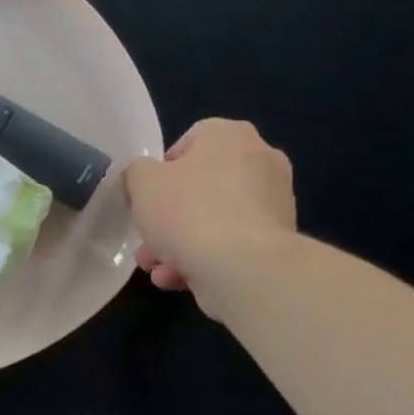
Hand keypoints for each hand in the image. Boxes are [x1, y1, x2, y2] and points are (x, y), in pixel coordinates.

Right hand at [123, 119, 296, 313]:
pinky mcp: (277, 241)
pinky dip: (205, 259)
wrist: (243, 266)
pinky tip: (179, 279)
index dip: (162, 170)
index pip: (190, 141)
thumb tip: (144, 178)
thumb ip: (137, 172)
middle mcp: (260, 161)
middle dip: (168, 218)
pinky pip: (231, 244)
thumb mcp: (142, 182)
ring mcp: (273, 203)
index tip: (148, 196)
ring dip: (180, 244)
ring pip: (213, 220)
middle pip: (200, 187)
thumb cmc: (188, 211)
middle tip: (147, 241)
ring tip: (157, 269)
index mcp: (230, 135)